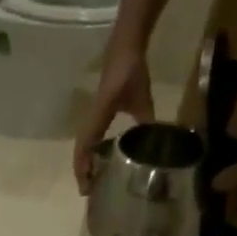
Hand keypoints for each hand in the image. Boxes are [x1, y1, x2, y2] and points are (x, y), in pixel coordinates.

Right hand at [74, 42, 154, 191]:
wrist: (125, 44)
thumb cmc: (131, 70)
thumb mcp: (142, 99)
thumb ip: (146, 121)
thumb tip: (156, 144)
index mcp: (98, 118)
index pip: (85, 148)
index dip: (84, 168)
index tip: (87, 188)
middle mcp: (91, 119)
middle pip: (80, 150)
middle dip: (81, 171)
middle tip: (88, 190)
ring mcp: (93, 115)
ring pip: (83, 144)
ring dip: (84, 162)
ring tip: (91, 179)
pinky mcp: (98, 112)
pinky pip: (90, 136)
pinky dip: (90, 151)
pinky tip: (100, 159)